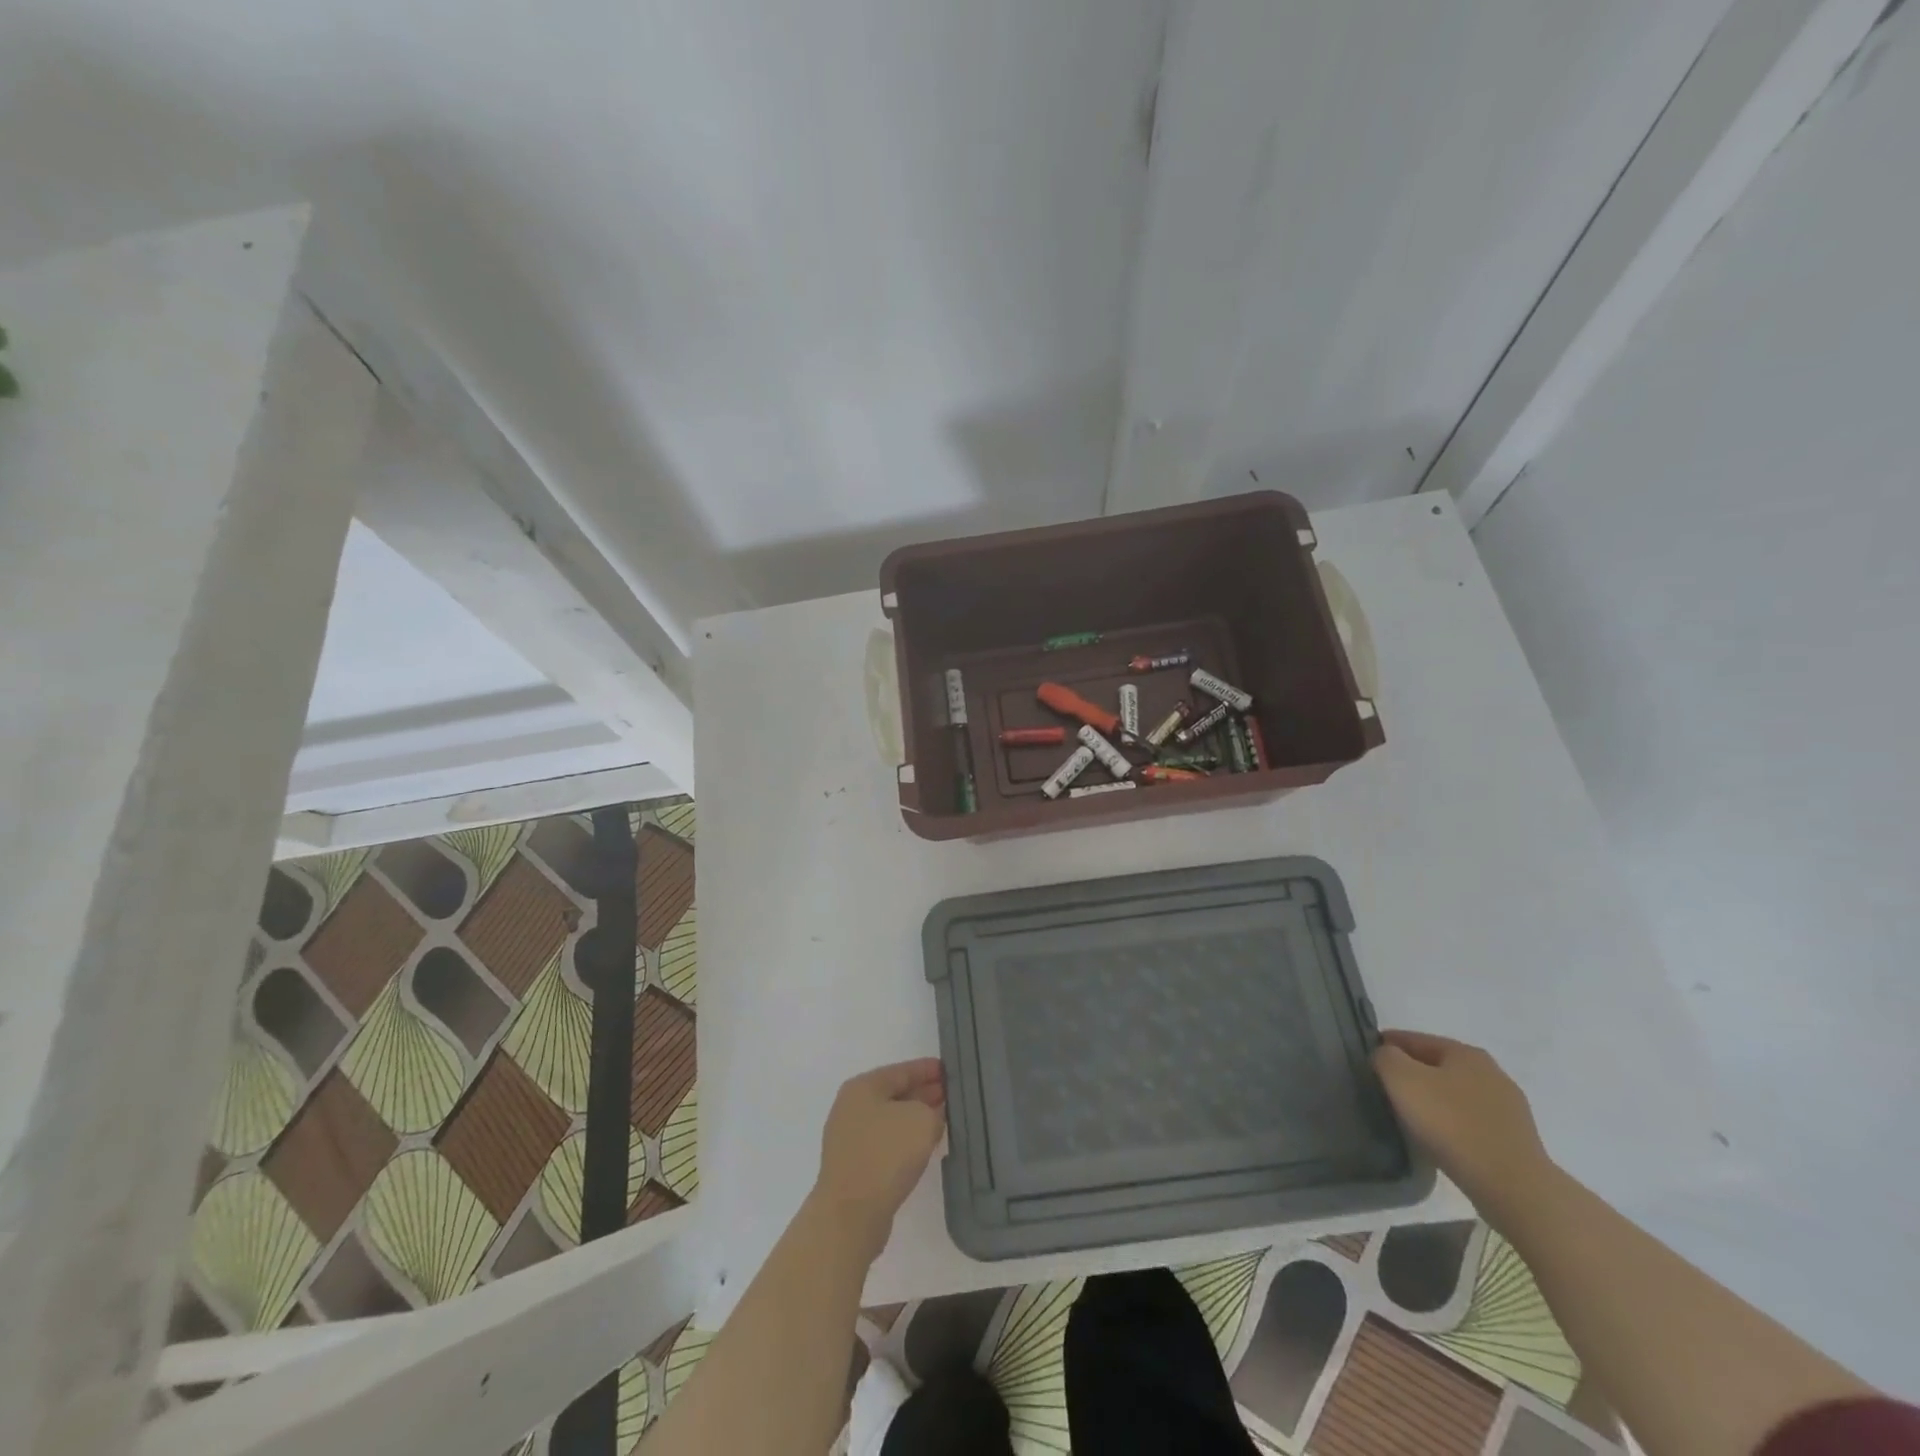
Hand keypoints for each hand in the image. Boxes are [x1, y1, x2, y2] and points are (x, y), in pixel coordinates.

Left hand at [811, 1059, 946, 1257]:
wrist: (850, 1215)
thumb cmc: (886, 1155)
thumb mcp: (922, 1121)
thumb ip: (933, 1110)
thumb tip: (930, 1116)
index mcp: (863, 1086)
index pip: (902, 1070)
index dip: (928, 1069)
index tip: (950, 1071)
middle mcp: (851, 1107)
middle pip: (894, 1093)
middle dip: (923, 1093)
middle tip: (951, 1096)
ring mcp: (849, 1138)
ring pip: (890, 1120)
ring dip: (915, 1119)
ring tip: (942, 1121)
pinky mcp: (852, 1167)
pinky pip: (885, 1144)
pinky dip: (904, 1141)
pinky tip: (923, 1149)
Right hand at [1371, 1031, 1553, 1214]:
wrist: (1514, 1187)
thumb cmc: (1452, 1124)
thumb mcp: (1402, 1080)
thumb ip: (1385, 1058)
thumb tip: (1386, 1057)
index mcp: (1466, 1053)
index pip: (1414, 1039)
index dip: (1387, 1045)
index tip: (1367, 1059)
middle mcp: (1492, 1073)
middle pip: (1438, 1066)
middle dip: (1412, 1073)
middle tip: (1385, 1088)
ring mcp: (1509, 1108)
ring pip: (1455, 1095)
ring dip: (1433, 1100)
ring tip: (1410, 1116)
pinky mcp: (1516, 1140)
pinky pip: (1471, 1122)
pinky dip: (1452, 1124)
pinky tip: (1440, 1139)